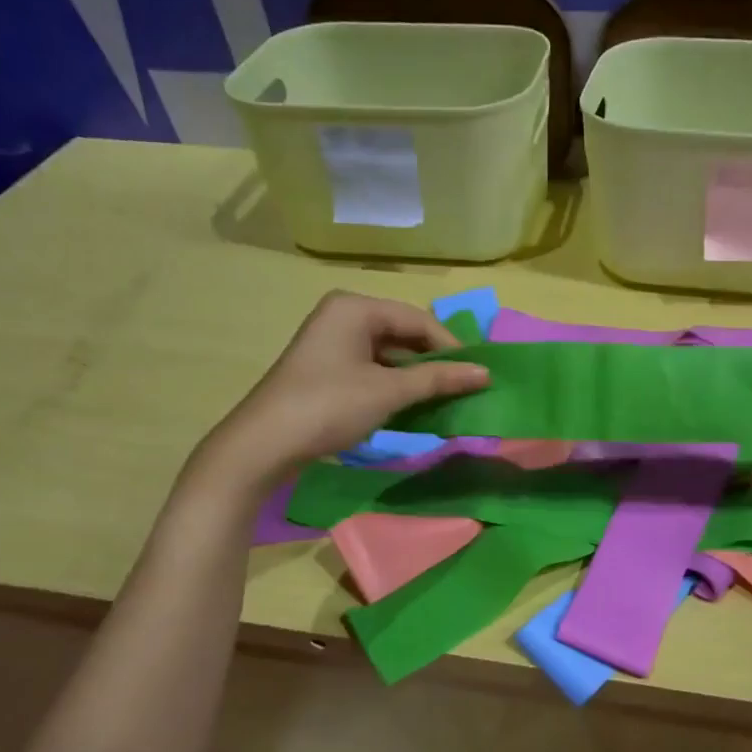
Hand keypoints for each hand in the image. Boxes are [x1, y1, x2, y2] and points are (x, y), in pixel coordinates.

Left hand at [188, 291, 487, 493]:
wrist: (265, 444)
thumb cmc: (329, 406)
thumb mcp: (389, 391)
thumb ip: (438, 379)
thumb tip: (486, 373)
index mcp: (356, 307)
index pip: (418, 320)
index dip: (452, 347)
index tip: (479, 375)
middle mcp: (344, 316)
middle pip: (404, 334)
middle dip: (434, 362)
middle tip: (466, 388)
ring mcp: (333, 343)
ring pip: (390, 354)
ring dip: (417, 378)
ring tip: (446, 400)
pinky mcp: (328, 369)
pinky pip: (373, 369)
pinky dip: (396, 386)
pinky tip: (414, 407)